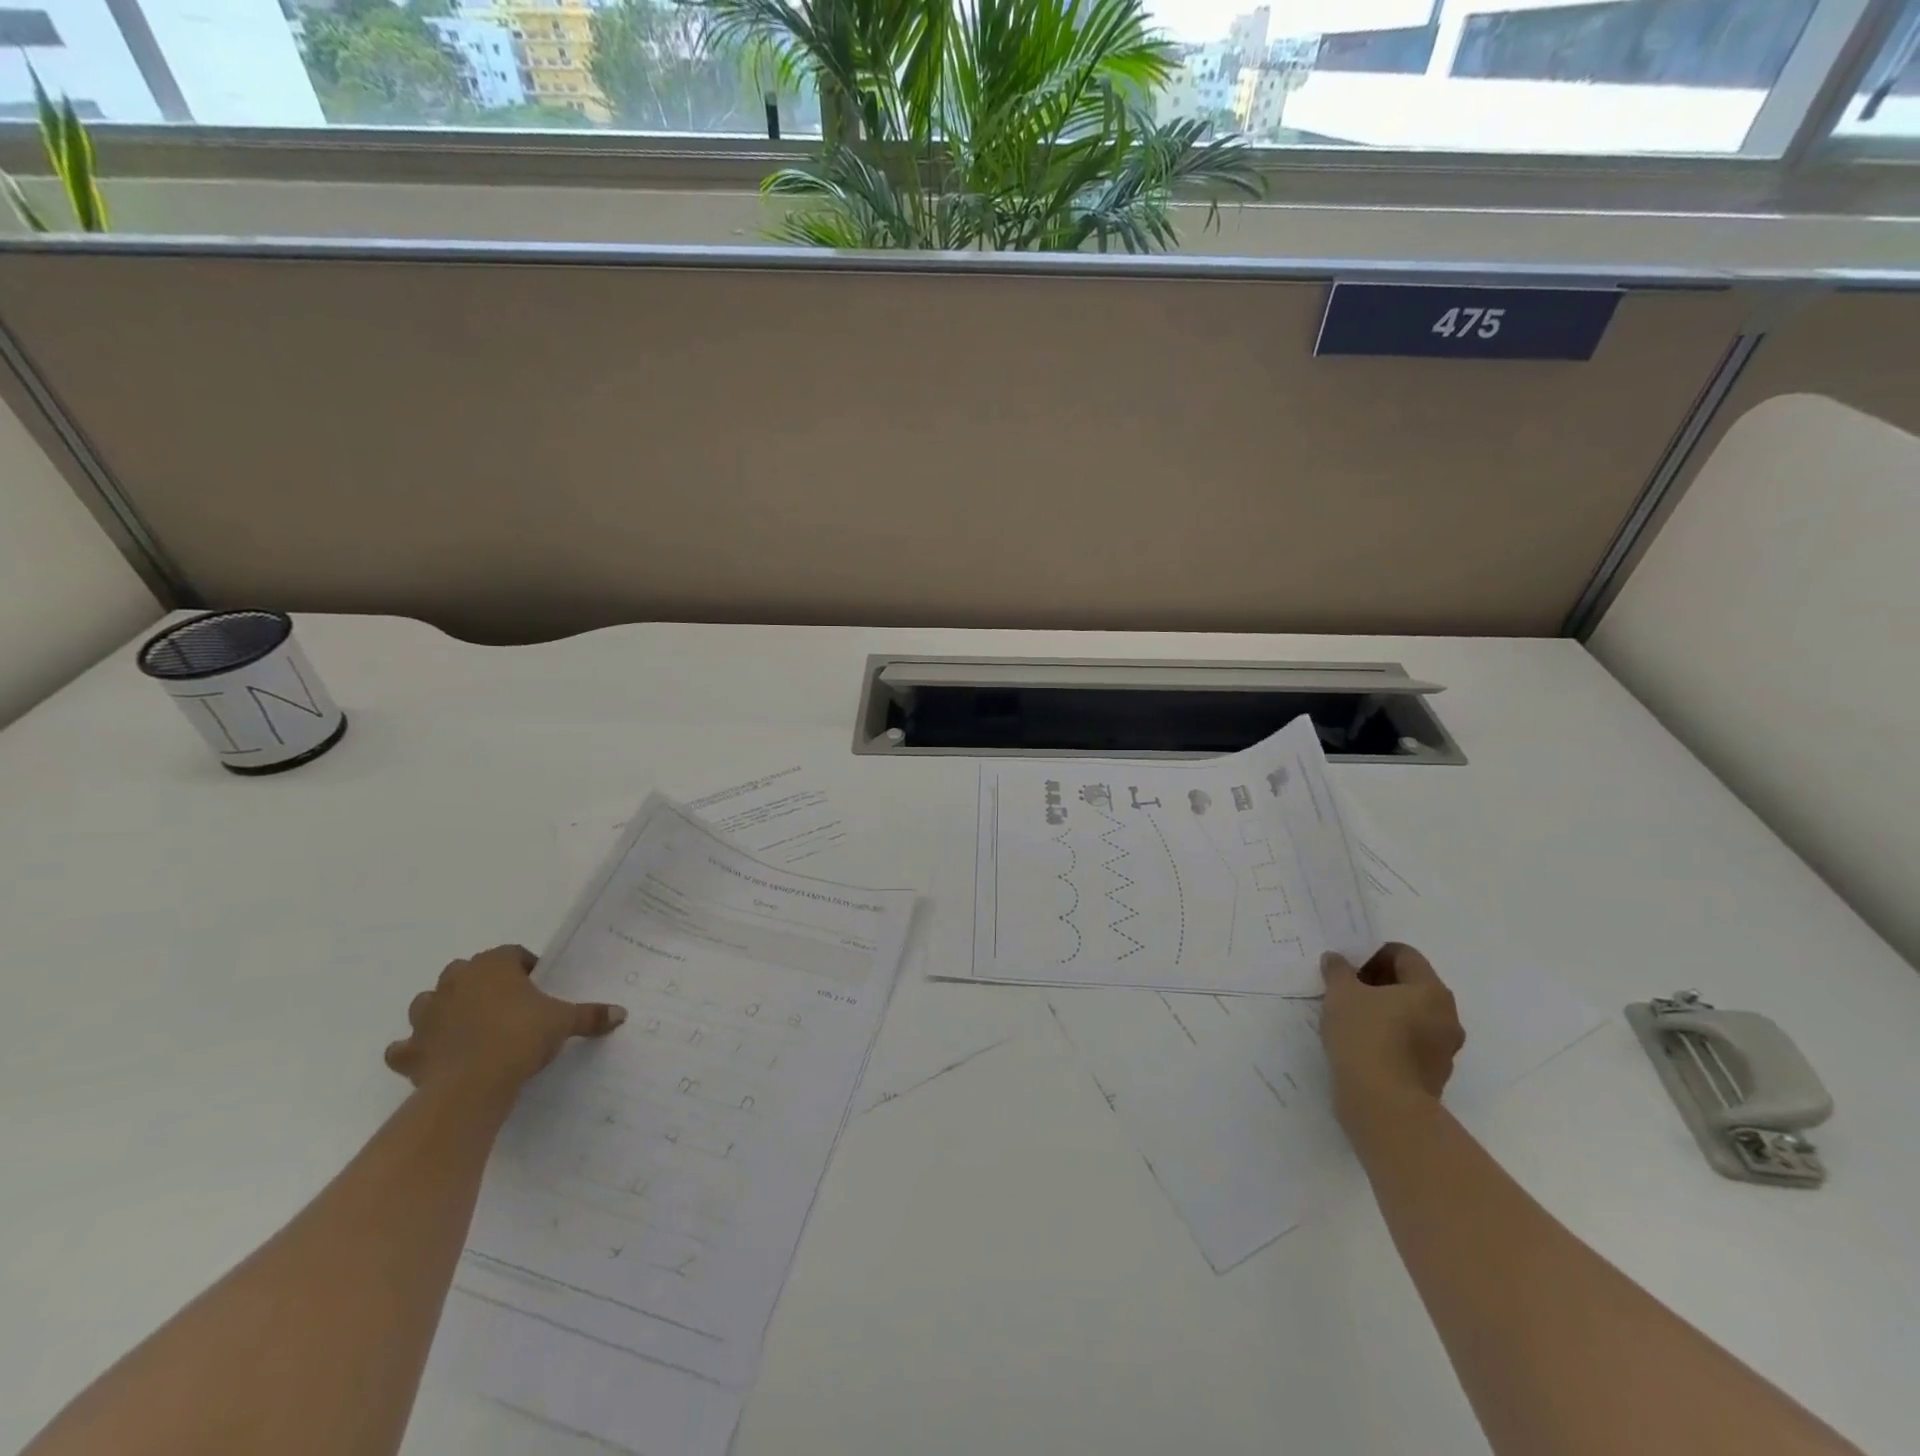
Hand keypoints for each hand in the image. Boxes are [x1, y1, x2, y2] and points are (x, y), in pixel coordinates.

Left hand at [384, 944, 625, 1098]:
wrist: (472, 1084)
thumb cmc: (521, 1036)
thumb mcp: (565, 1022)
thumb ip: (591, 1015)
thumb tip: (622, 1013)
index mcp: (492, 966)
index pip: (512, 954)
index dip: (527, 968)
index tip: (540, 987)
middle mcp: (455, 982)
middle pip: (467, 972)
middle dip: (483, 984)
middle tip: (508, 1006)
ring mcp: (427, 1016)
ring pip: (430, 1002)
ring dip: (444, 1010)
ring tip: (469, 1028)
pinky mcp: (409, 1050)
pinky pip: (405, 1046)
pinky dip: (416, 1049)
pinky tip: (433, 1057)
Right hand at [1319, 942, 1464, 1123]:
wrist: (1383, 1104)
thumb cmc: (1365, 1036)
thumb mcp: (1341, 993)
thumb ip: (1338, 970)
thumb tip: (1336, 959)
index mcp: (1430, 990)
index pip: (1404, 954)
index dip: (1373, 954)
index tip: (1348, 967)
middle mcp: (1446, 1015)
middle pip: (1411, 985)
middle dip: (1378, 983)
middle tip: (1346, 989)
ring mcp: (1444, 1048)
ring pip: (1412, 1016)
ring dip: (1385, 1011)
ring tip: (1351, 1018)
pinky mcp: (1434, 1074)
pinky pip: (1411, 1043)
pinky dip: (1390, 1037)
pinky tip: (1362, 1044)